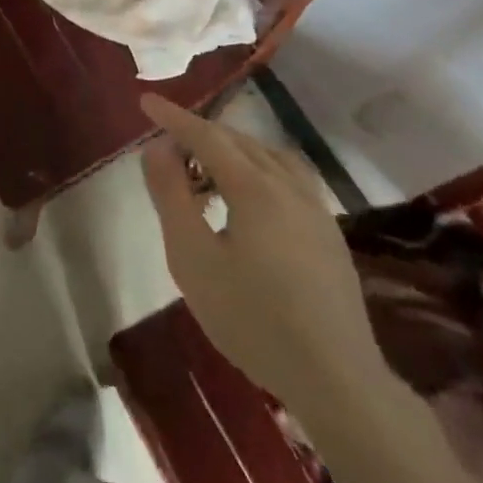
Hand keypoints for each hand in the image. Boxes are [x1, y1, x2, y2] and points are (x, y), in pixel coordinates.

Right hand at [140, 94, 387, 413]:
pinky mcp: (330, 236)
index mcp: (255, 187)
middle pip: (239, 141)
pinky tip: (251, 199)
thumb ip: (171, 196)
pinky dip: (259, 169)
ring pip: (269, 157)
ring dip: (233, 150)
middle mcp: (289, 186)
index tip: (145, 101)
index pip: (207, 136)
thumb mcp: (192, 258)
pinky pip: (289, 178)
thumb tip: (157, 148)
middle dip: (201, 134)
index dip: (174, 117)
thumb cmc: (253, 318)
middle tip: (168, 145)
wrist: (337, 380)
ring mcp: (316, 210)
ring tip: (207, 168)